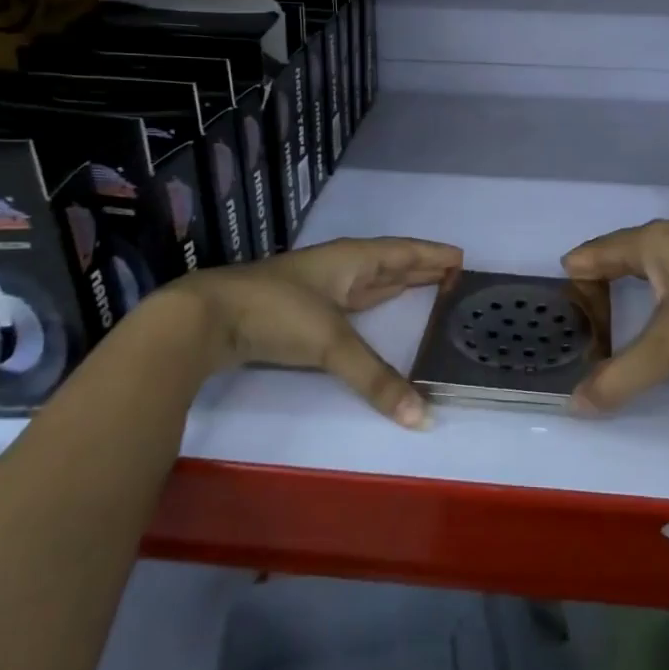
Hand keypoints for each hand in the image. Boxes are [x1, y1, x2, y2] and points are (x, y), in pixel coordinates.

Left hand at [166, 237, 462, 426]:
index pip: (402, 251)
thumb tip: (422, 418)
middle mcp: (338, 267)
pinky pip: (352, 300)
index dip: (432, 254)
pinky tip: (375, 307)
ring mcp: (318, 287)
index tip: (461, 256)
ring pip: (368, 280)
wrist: (207, 318)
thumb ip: (376, 379)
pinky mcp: (301, 311)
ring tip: (424, 284)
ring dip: (397, 281)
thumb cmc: (276, 312)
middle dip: (420, 266)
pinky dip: (373, 302)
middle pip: (388, 262)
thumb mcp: (330, 342)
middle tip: (453, 271)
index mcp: (351, 259)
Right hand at [562, 217, 668, 412]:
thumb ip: (619, 377)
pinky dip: (657, 280)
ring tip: (613, 296)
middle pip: (625, 248)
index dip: (580, 268)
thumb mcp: (668, 351)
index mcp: (656, 241)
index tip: (561, 284)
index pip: (601, 250)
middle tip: (582, 299)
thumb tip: (575, 404)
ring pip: (653, 255)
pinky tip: (662, 299)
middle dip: (602, 271)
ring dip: (631, 274)